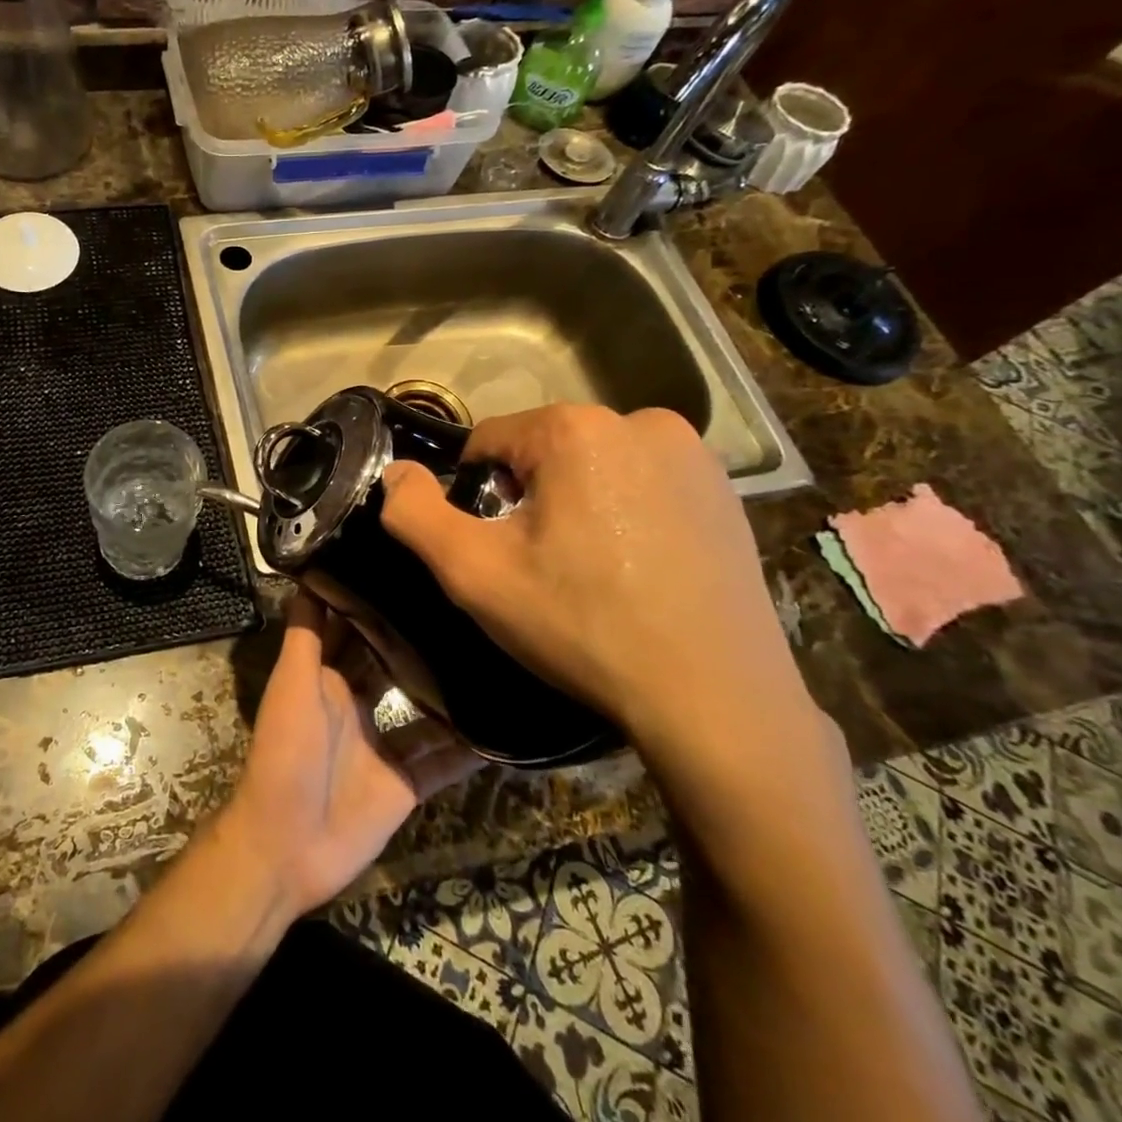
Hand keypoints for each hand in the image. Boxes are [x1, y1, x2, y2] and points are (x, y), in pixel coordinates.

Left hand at [218, 592, 481, 917]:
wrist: (286, 847)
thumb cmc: (286, 753)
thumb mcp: (293, 683)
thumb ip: (306, 634)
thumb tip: (309, 573)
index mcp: (326, 677)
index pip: (353, 630)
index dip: (373, 602)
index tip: (410, 569)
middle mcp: (356, 705)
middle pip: (392, 665)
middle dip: (419, 639)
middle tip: (466, 606)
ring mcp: (383, 745)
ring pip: (424, 711)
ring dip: (451, 692)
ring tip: (494, 658)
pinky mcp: (406, 785)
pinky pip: (442, 762)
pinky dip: (468, 749)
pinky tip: (505, 728)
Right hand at [378, 404, 821, 781]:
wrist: (716, 701)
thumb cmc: (583, 626)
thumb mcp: (474, 574)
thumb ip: (414, 514)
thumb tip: (395, 471)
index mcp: (575, 428)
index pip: (488, 442)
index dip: (478, 497)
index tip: (500, 551)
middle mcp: (640, 420)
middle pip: (543, 451)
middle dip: (528, 498)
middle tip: (544, 567)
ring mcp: (693, 452)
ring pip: (593, 467)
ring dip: (576, 503)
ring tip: (593, 571)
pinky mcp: (726, 488)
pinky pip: (643, 483)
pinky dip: (626, 512)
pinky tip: (638, 568)